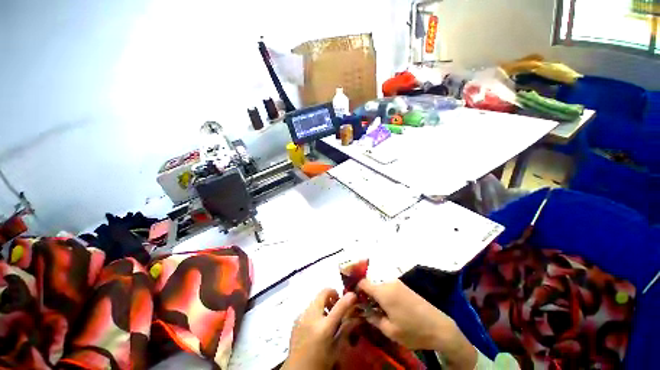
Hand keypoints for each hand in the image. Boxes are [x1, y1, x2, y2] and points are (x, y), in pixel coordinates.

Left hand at [282, 289, 355, 369]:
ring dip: (324, 302)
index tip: (354, 295)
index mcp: (324, 328)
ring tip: (328, 315)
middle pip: (323, 293)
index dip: (349, 298)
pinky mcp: (296, 318)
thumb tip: (357, 316)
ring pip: (316, 299)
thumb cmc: (320, 363)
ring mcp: (302, 316)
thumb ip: (346, 330)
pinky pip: (309, 307)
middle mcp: (311, 317)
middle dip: (333, 294)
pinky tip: (318, 323)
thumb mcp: (336, 349)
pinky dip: (317, 309)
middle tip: (337, 305)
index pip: (339, 306)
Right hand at [358, 279, 476, 369]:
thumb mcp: (390, 330)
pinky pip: (389, 287)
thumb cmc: (413, 331)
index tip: (354, 299)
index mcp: (383, 291)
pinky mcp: (405, 286)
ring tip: (378, 310)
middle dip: (366, 294)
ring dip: (376, 295)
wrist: (439, 327)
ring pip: (380, 285)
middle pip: (371, 283)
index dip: (356, 289)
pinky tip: (389, 308)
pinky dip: (384, 295)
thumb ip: (373, 318)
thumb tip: (363, 311)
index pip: (363, 282)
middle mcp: (389, 282)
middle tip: (366, 308)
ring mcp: (398, 283)